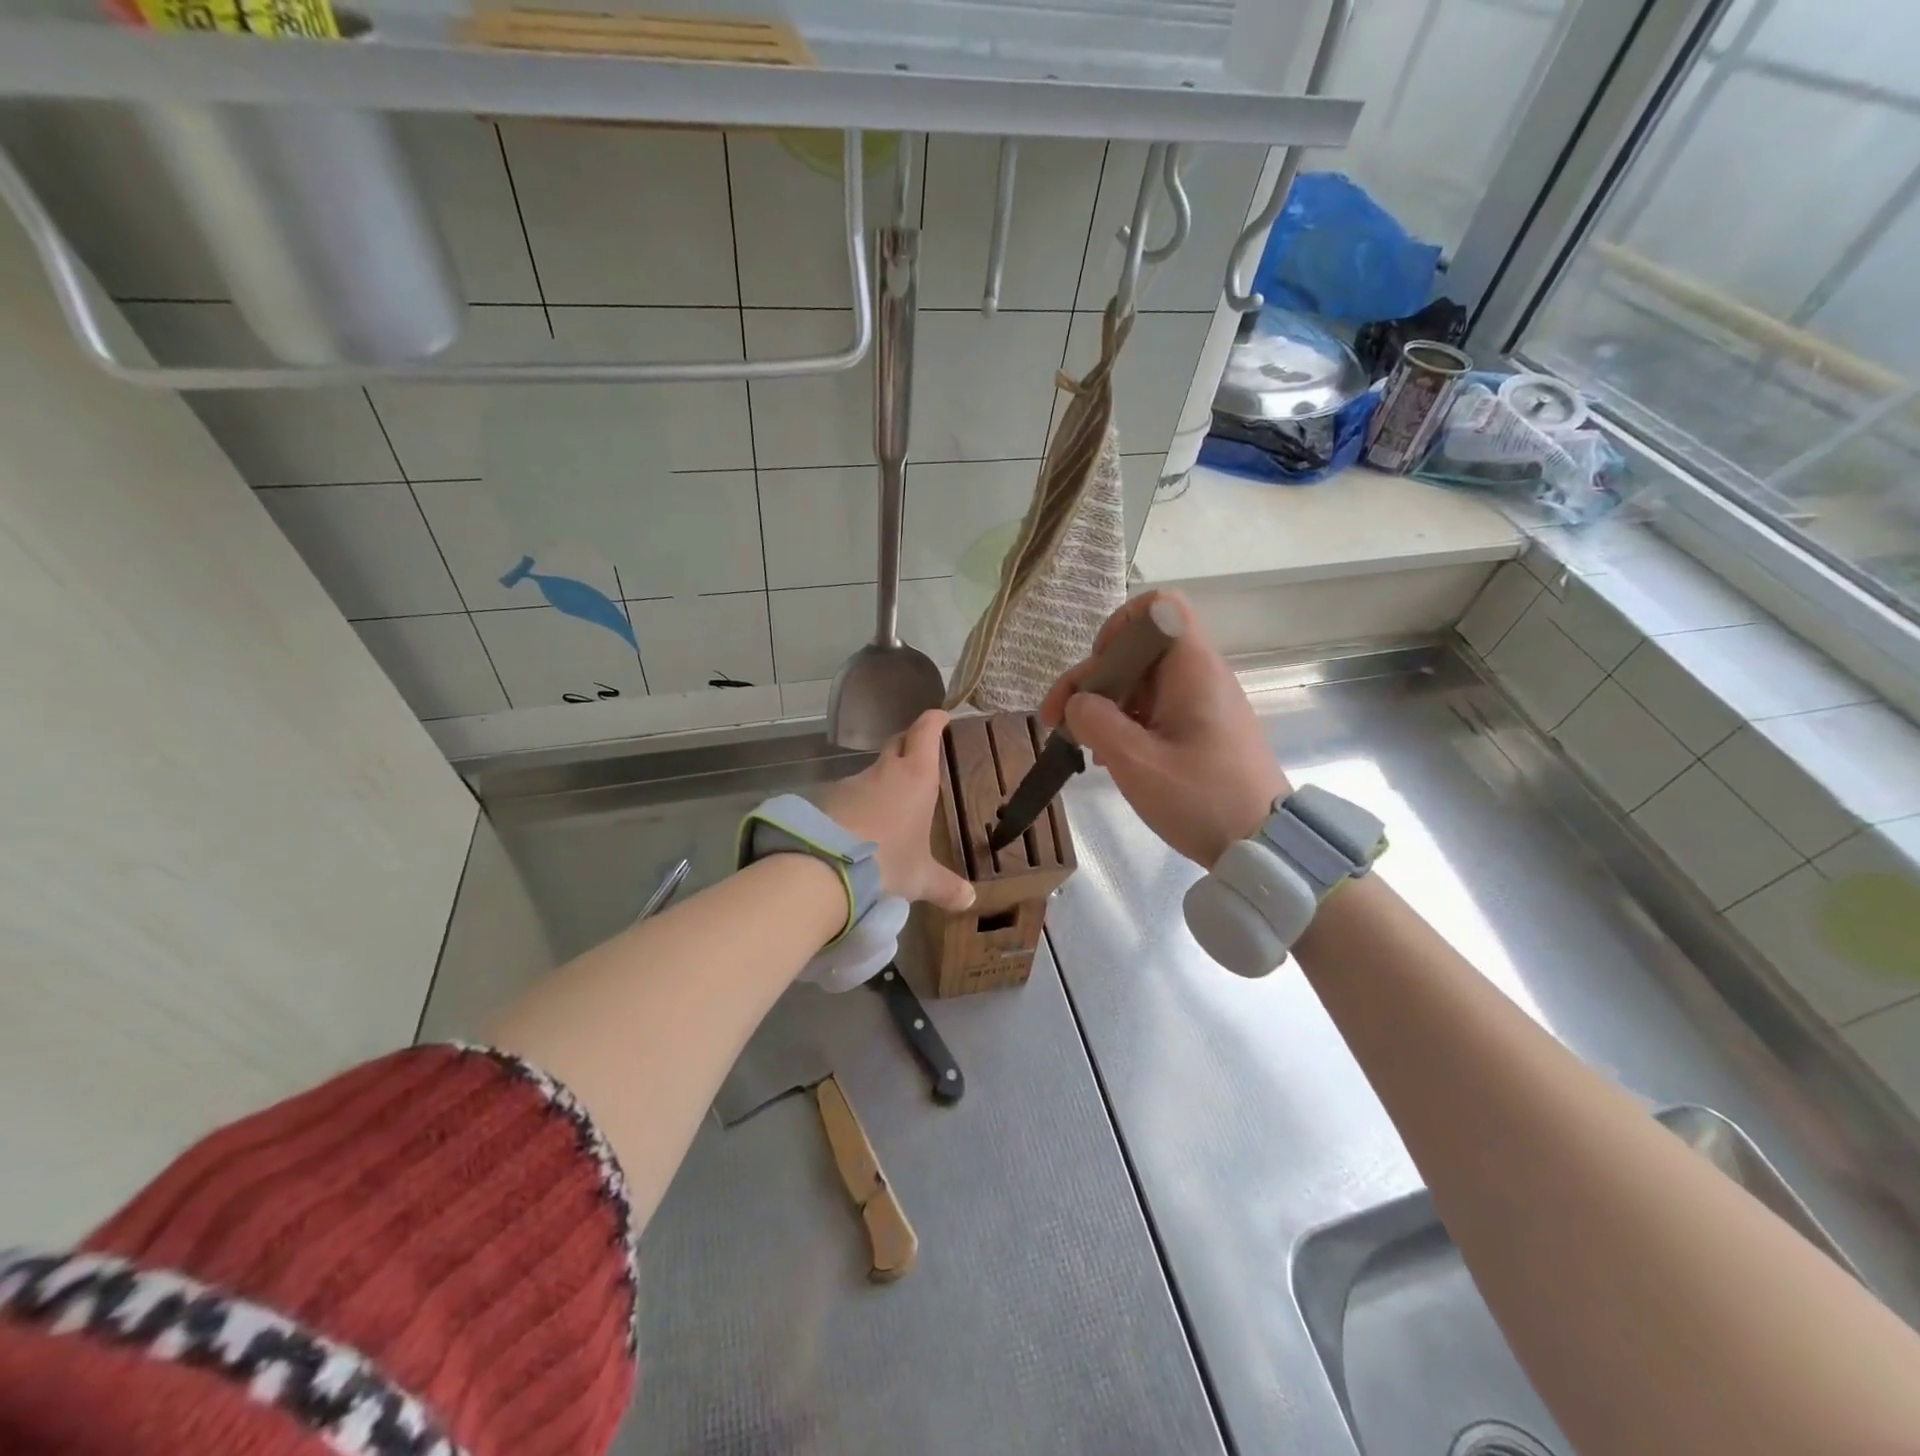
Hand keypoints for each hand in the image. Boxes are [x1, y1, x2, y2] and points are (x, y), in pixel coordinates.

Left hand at [820, 709, 975, 911]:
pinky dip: (856, 806)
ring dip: (880, 783)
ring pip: (871, 774)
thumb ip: (946, 887)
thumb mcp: (921, 878)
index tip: (940, 715)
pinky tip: (858, 829)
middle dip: (908, 743)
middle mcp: (884, 771)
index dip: (933, 721)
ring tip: (887, 808)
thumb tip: (970, 901)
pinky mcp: (826, 800)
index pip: (925, 734)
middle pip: (897, 744)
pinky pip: (848, 797)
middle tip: (917, 751)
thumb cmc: (889, 862)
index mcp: (916, 777)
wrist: (828, 868)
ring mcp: (852, 783)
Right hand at [1040, 591, 1289, 867]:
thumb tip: (1077, 703)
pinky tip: (1110, 757)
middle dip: (1093, 679)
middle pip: (1138, 650)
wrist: (1263, 846)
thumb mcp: (1136, 762)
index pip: (1158, 608)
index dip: (1119, 626)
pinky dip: (1127, 723)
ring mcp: (1204, 703)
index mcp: (1192, 669)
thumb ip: (1097, 722)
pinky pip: (1156, 709)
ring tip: (1083, 746)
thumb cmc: (1200, 798)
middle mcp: (1200, 676)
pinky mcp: (1204, 730)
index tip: (1097, 668)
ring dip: (1105, 705)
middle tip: (1057, 720)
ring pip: (1142, 682)